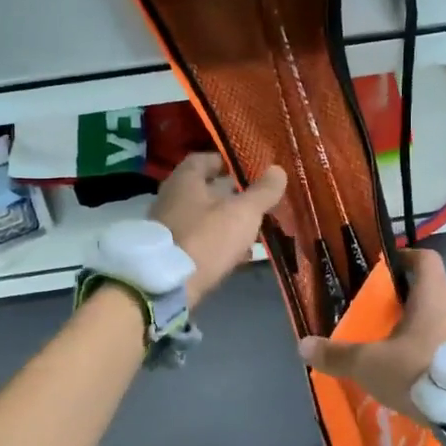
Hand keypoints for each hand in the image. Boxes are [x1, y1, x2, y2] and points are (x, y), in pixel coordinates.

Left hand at [150, 153, 287, 306]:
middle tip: (255, 198)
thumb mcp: (243, 213)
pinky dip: (217, 242)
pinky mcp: (170, 253)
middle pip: (203, 189)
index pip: (204, 159)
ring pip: (202, 216)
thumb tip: (278, 170)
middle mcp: (171, 198)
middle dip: (229, 193)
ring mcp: (168, 226)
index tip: (247, 168)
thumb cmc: (206, 238)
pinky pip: (198, 239)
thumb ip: (262, 192)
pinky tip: (237, 253)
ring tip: (252, 226)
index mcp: (185, 180)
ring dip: (225, 219)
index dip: (226, 161)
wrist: (167, 286)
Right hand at [296, 249, 445, 420]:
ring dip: (426, 333)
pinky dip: (441, 357)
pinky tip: (425, 379)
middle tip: (384, 322)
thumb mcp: (371, 365)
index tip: (388, 268)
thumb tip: (303, 346)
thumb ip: (338, 355)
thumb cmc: (421, 372)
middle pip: (434, 294)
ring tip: (402, 356)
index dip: (407, 258)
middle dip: (409, 305)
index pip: (426, 259)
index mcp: (434, 295)